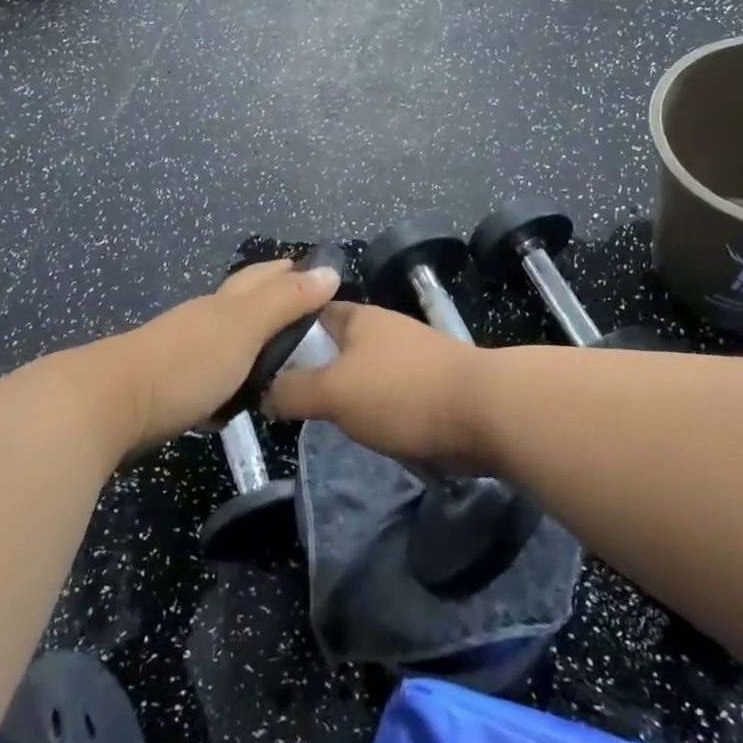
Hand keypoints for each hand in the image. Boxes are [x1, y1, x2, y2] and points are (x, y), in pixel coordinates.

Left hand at [109, 260, 341, 448]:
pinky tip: (236, 400)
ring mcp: (182, 352)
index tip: (316, 274)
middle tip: (305, 313)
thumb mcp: (245, 328)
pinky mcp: (169, 387)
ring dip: (251, 343)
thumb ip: (286, 302)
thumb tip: (329, 270)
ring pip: (226, 340)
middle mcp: (204, 320)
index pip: (262, 277)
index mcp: (225, 303)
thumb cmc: (188, 361)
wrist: (110, 404)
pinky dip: (229, 379)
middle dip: (271, 299)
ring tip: (279, 359)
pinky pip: (210, 377)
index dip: (288, 272)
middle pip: (242, 302)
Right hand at [263, 302, 489, 471]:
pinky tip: (362, 429)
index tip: (261, 360)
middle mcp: (384, 329)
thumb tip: (264, 391)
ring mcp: (410, 357)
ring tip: (318, 417)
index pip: (312, 313)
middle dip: (313, 367)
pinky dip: (373, 408)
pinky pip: (388, 394)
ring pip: (362, 371)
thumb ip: (293, 390)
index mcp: (359, 318)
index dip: (285, 331)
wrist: (482, 412)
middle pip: (337, 343)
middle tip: (284, 398)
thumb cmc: (400, 392)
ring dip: (344, 392)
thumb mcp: (333, 391)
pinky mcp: (429, 386)